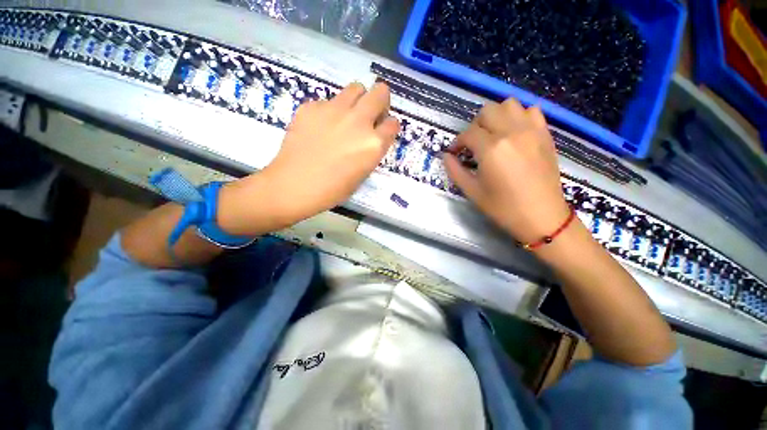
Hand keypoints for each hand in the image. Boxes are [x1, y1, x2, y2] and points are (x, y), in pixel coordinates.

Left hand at [220, 82, 399, 233]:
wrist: (294, 186)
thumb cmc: (332, 190)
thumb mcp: (362, 174)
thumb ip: (371, 151)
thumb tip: (371, 137)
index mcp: (373, 144)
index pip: (393, 123)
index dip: (388, 127)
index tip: (382, 131)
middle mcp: (358, 121)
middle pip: (380, 91)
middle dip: (379, 101)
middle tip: (370, 114)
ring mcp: (334, 110)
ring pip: (356, 88)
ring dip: (357, 100)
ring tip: (346, 117)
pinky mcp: (312, 106)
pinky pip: (328, 100)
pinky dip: (330, 111)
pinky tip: (320, 127)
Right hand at [444, 99, 570, 243]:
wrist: (542, 217)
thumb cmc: (503, 208)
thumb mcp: (472, 192)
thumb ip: (455, 171)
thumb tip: (446, 156)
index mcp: (491, 149)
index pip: (468, 133)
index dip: (457, 142)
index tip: (455, 153)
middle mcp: (512, 132)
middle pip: (488, 111)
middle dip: (475, 126)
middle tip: (473, 144)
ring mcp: (532, 131)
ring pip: (510, 104)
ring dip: (496, 116)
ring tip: (493, 135)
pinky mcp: (545, 135)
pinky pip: (531, 111)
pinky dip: (519, 116)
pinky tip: (514, 133)